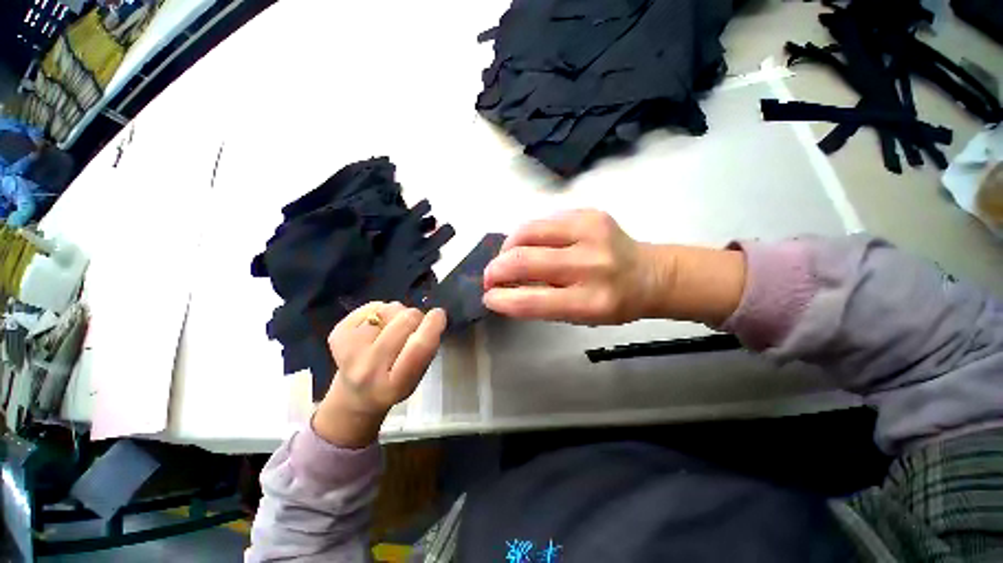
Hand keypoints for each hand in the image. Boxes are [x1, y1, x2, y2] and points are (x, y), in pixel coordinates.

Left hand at [314, 302, 446, 447]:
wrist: (355, 394)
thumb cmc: (395, 383)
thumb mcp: (418, 375)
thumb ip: (426, 349)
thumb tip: (432, 317)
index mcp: (394, 385)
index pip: (418, 347)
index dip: (432, 325)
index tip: (439, 314)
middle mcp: (368, 369)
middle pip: (404, 320)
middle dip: (416, 317)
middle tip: (414, 326)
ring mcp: (348, 351)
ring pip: (388, 309)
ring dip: (397, 314)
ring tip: (392, 329)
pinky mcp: (337, 334)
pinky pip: (371, 306)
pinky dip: (380, 311)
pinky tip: (376, 328)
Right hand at [483, 209, 667, 324]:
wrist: (650, 274)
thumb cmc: (612, 303)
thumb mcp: (578, 316)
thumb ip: (540, 303)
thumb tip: (504, 289)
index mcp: (591, 302)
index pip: (531, 300)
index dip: (501, 299)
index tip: (489, 296)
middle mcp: (592, 265)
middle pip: (523, 260)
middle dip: (496, 269)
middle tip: (491, 276)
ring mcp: (591, 232)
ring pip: (527, 232)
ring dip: (508, 247)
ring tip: (507, 257)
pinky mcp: (590, 213)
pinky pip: (541, 221)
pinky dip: (526, 235)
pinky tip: (529, 244)